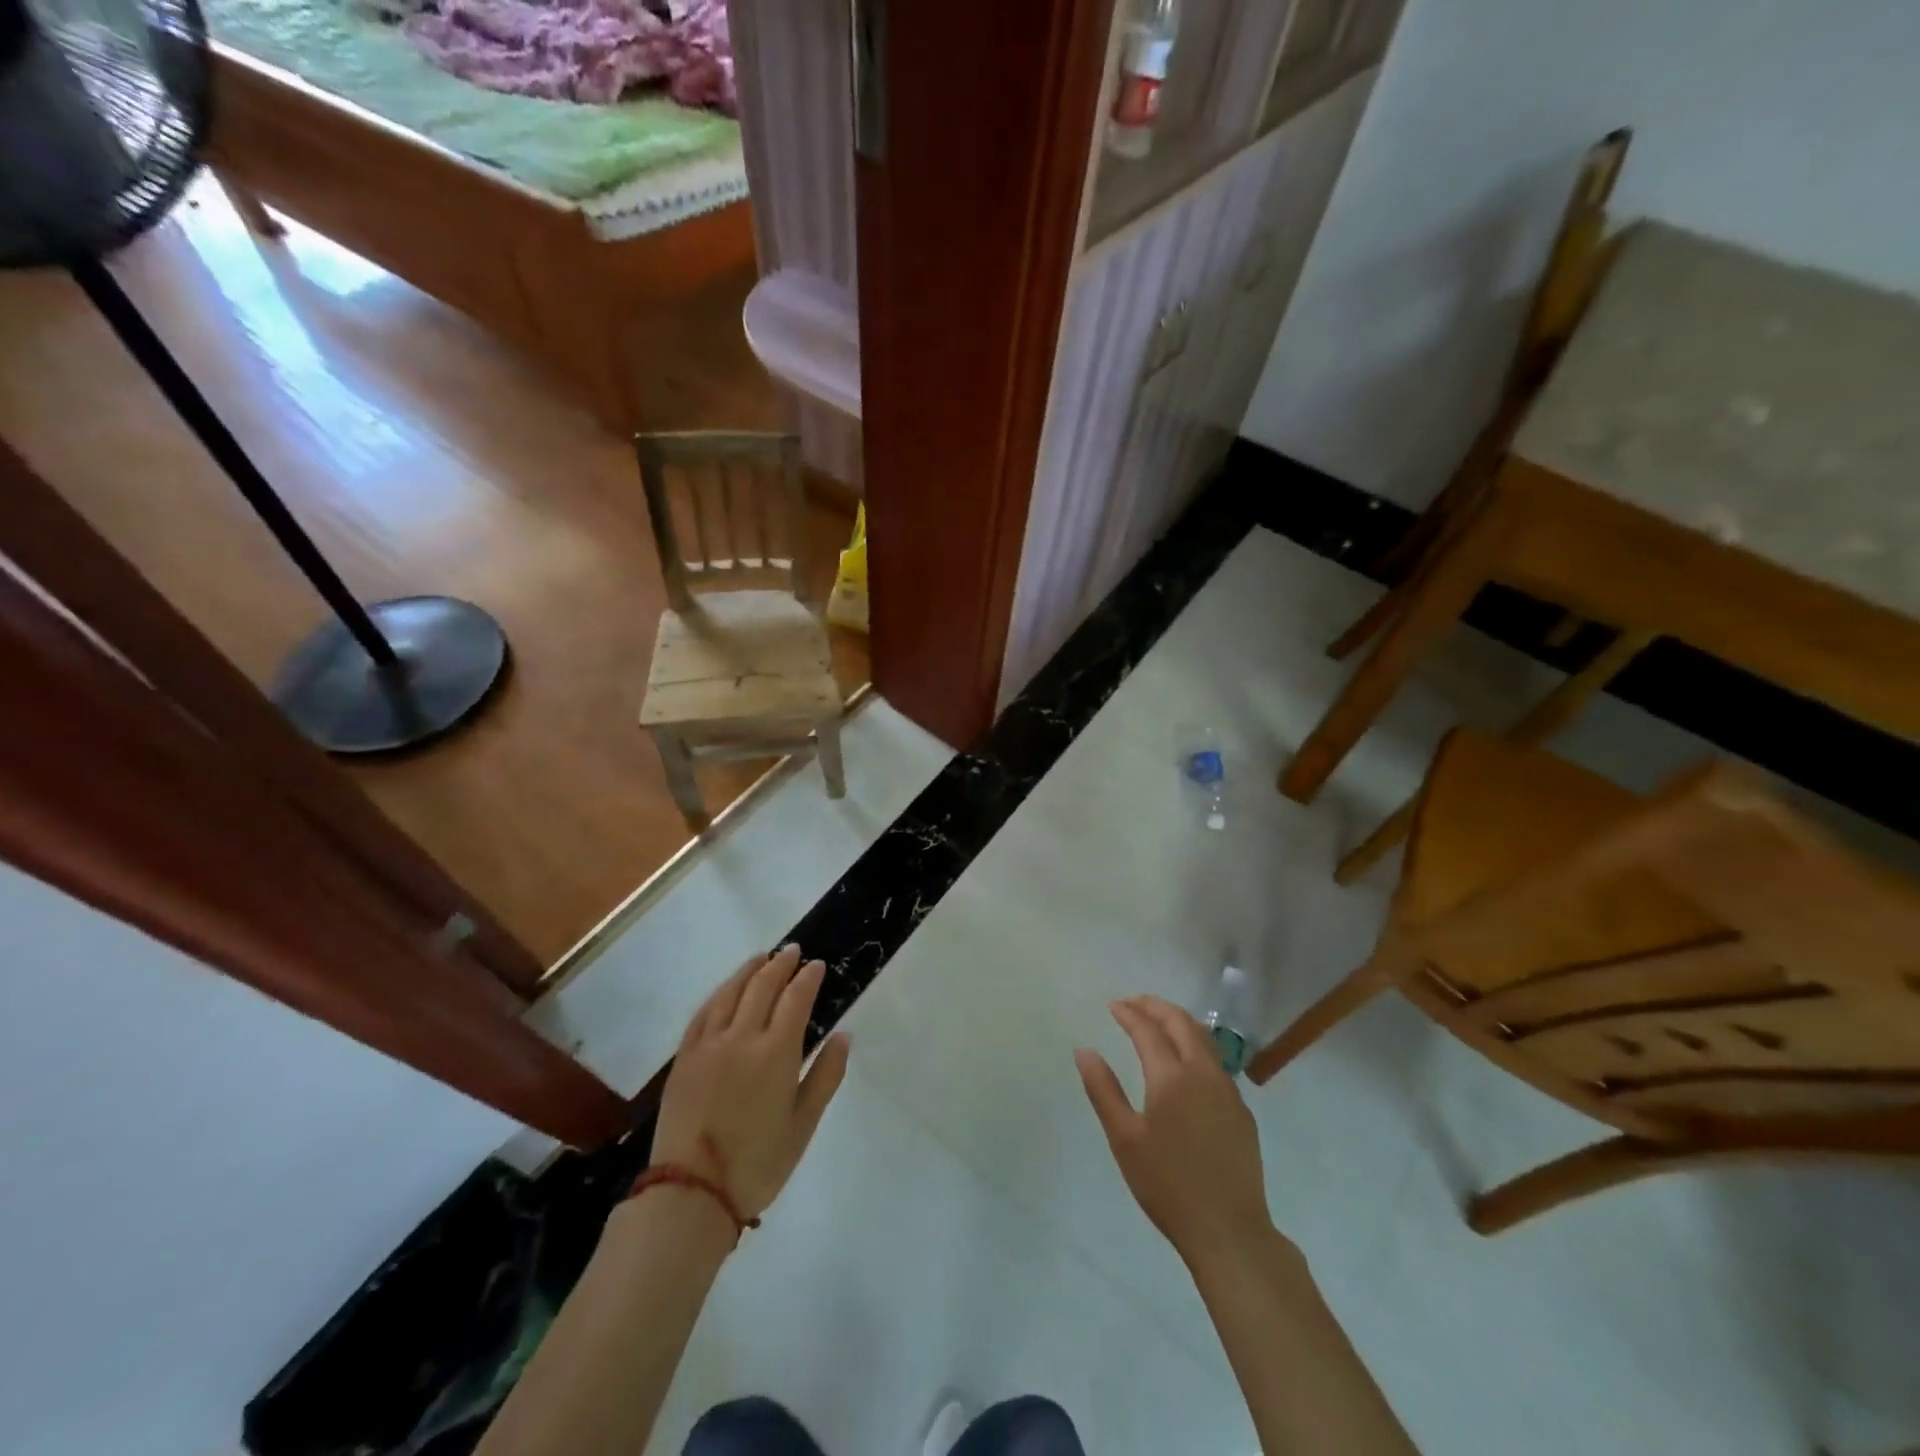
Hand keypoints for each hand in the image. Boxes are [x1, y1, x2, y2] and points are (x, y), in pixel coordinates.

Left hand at [652, 945, 849, 1220]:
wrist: (690, 1193)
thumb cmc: (757, 1164)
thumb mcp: (803, 1125)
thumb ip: (826, 1076)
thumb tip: (844, 1035)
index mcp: (776, 1053)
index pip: (795, 999)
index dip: (808, 977)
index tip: (817, 964)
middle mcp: (741, 1037)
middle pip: (763, 986)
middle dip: (780, 964)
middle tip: (792, 951)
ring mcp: (708, 1045)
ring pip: (730, 992)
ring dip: (749, 970)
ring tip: (762, 958)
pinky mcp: (684, 1058)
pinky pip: (703, 1012)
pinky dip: (719, 993)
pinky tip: (726, 990)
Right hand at [1076, 996, 1275, 1268]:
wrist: (1230, 1231)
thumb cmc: (1168, 1185)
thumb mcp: (1125, 1139)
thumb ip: (1103, 1090)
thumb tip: (1084, 1051)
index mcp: (1172, 1077)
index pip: (1148, 1030)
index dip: (1129, 1013)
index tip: (1113, 1005)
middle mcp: (1204, 1073)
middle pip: (1182, 1023)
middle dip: (1156, 1006)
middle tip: (1134, 1003)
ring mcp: (1228, 1091)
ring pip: (1204, 1039)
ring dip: (1179, 1022)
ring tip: (1158, 1022)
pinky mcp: (1242, 1111)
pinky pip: (1216, 1063)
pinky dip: (1195, 1046)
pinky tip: (1186, 1063)